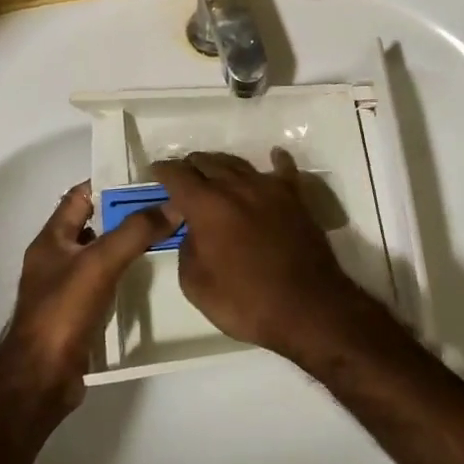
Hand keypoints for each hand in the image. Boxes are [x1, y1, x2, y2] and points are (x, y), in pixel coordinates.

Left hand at [0, 183, 176, 413]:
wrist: (40, 381)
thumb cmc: (63, 312)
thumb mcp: (100, 263)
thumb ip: (135, 231)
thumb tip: (173, 204)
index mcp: (51, 239)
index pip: (79, 196)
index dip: (109, 183)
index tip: (145, 178)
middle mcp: (55, 258)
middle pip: (92, 224)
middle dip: (124, 213)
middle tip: (164, 206)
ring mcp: (64, 288)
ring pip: (100, 254)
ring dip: (126, 245)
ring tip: (164, 236)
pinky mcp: (76, 314)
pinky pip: (103, 282)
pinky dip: (124, 274)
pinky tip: (148, 276)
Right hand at [152, 149, 376, 363]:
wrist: (307, 307)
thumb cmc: (246, 302)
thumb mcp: (196, 285)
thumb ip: (187, 249)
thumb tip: (193, 231)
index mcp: (207, 205)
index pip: (178, 175)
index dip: (163, 171)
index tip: (155, 172)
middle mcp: (236, 186)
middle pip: (208, 162)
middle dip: (191, 166)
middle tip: (183, 176)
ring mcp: (269, 188)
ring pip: (239, 164)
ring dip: (222, 165)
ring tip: (214, 170)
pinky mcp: (296, 197)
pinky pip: (283, 170)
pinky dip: (276, 161)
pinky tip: (274, 156)